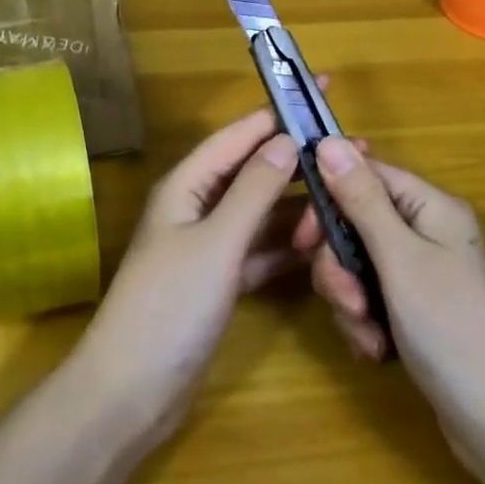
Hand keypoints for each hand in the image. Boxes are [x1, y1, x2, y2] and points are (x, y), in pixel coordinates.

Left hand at [74, 100, 337, 450]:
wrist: (130, 392)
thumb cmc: (169, 306)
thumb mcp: (216, 242)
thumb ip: (252, 191)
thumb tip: (286, 140)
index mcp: (187, 186)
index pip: (238, 135)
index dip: (278, 112)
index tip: (320, 91)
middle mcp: (197, 207)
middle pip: (253, 172)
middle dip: (298, 161)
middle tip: (354, 152)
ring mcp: (208, 246)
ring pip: (260, 213)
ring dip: (297, 206)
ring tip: (346, 198)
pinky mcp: (218, 282)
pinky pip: (259, 252)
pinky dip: (286, 247)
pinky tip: (321, 245)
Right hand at [295, 140, 484, 480]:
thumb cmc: (450, 328)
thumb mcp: (399, 259)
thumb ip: (361, 199)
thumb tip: (328, 140)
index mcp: (430, 207)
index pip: (365, 175)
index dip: (329, 199)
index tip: (304, 238)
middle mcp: (426, 231)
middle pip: (355, 223)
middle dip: (340, 266)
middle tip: (347, 300)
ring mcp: (421, 273)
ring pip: (356, 264)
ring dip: (350, 301)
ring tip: (367, 335)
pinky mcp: (414, 309)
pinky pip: (369, 297)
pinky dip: (364, 323)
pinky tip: (377, 351)